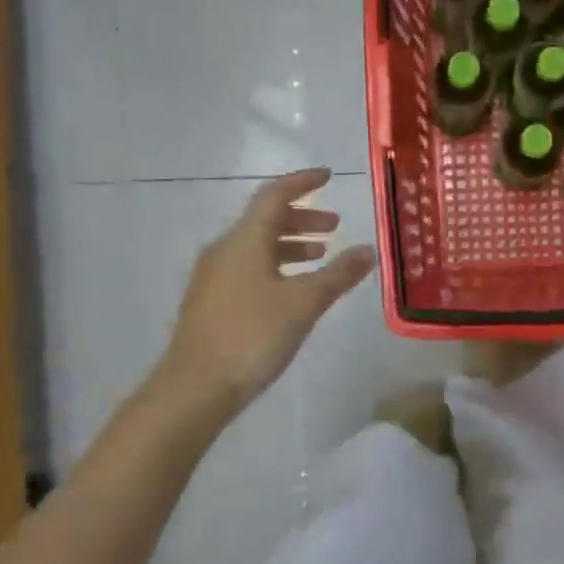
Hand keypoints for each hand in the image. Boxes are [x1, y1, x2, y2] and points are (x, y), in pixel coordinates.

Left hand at [156, 168, 375, 411]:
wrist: (196, 386)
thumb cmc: (253, 336)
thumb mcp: (304, 303)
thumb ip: (338, 275)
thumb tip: (368, 251)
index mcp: (245, 240)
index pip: (274, 195)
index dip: (302, 183)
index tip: (328, 177)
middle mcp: (225, 250)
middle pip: (265, 220)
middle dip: (302, 218)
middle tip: (334, 227)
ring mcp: (214, 277)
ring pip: (257, 246)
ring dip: (290, 245)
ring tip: (320, 257)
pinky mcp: (211, 301)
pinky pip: (249, 268)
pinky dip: (276, 266)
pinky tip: (292, 290)